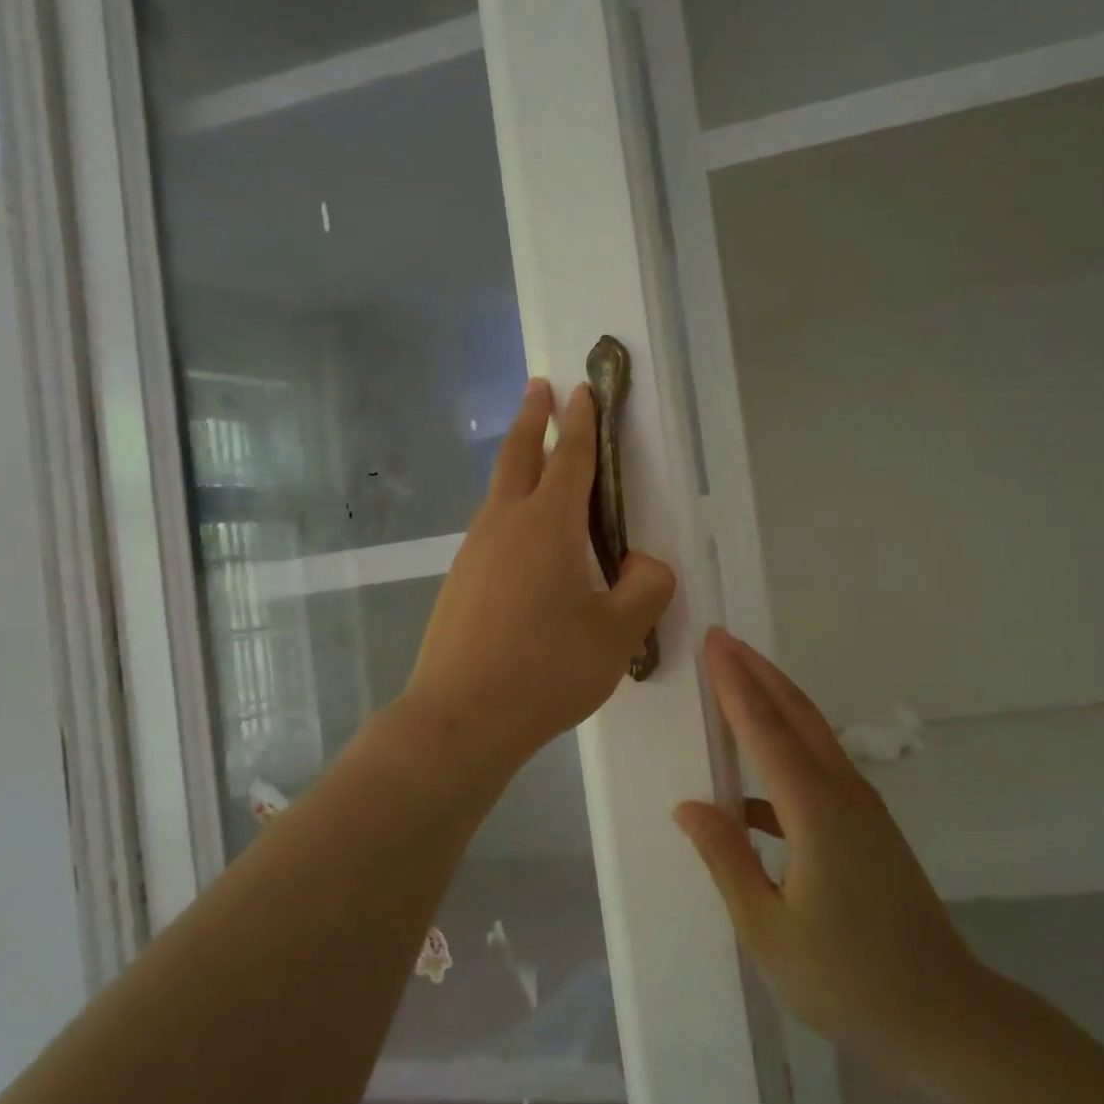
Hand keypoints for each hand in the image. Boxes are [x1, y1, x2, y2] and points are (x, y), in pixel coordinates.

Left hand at [405, 378, 674, 779]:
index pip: (569, 459)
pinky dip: (507, 510)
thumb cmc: (546, 670)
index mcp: (548, 526)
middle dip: (532, 418)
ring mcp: (474, 553)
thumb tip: (643, 565)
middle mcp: (505, 526)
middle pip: (517, 456)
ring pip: (498, 492)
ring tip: (531, 456)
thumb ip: (645, 589)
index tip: (582, 391)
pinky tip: (519, 539)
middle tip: (539, 387)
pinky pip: (489, 530)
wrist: (460, 717)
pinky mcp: (459, 582)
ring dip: (516, 462)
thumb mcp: (617, 633)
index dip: (581, 423)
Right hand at [675, 630, 998, 1089]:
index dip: (735, 683)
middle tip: (723, 639)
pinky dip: (786, 751)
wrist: (945, 1018)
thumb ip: (726, 858)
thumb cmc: (848, 979)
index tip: (714, 641)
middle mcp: (842, 793)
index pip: (765, 729)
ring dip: (775, 701)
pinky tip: (753, 787)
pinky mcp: (870, 828)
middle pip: (796, 714)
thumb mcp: (768, 929)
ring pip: (813, 735)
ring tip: (737, 681)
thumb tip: (688, 805)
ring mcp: (863, 809)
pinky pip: (820, 768)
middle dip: (757, 672)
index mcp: (815, 810)